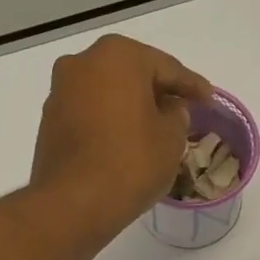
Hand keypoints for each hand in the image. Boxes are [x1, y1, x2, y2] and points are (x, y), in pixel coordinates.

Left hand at [30, 34, 213, 241]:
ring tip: (154, 129)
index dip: (192, 85)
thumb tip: (168, 109)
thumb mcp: (171, 138)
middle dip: (157, 92)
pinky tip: (125, 141)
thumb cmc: (131, 162)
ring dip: (130, 107)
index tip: (209, 99)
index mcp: (118, 56)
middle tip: (182, 110)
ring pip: (107, 93)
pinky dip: (109, 122)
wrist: (73, 203)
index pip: (166, 67)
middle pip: (132, 74)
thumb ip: (177, 115)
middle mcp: (82, 63)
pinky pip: (90, 113)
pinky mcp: (50, 121)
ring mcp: (60, 91)